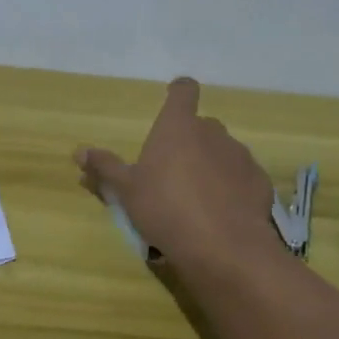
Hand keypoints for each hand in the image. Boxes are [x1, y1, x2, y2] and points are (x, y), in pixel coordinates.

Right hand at [76, 78, 280, 274]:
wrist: (224, 248)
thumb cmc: (166, 208)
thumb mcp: (126, 191)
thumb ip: (105, 167)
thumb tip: (79, 151)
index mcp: (178, 126)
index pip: (184, 90)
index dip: (179, 92)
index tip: (173, 100)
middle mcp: (212, 131)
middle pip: (201, 125)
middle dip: (190, 141)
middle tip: (174, 170)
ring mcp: (239, 155)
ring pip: (223, 151)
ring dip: (212, 164)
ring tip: (199, 198)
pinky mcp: (259, 181)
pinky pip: (242, 177)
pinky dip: (233, 188)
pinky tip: (223, 214)